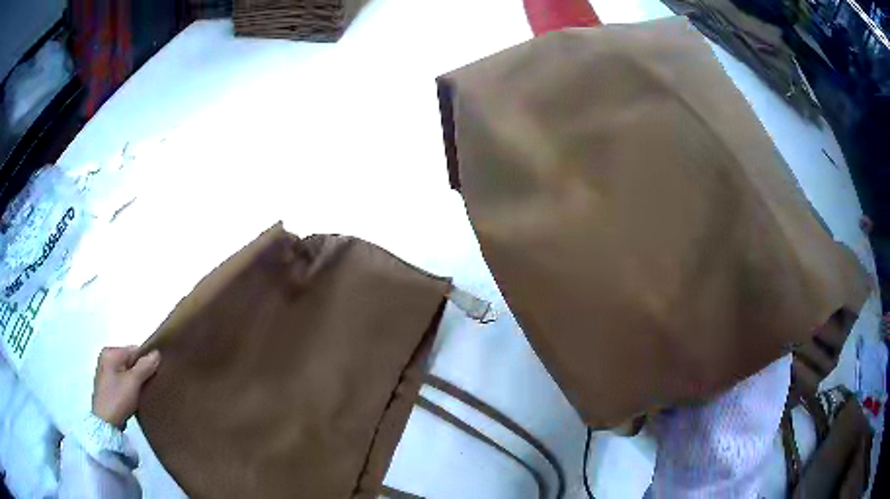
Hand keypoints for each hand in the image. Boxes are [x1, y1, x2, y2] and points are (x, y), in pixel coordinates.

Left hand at [92, 346, 160, 427]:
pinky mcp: (107, 386)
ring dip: (136, 380)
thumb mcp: (133, 382)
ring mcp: (105, 372)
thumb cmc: (117, 399)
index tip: (155, 375)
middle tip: (150, 385)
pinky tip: (134, 397)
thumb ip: (145, 367)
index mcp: (110, 352)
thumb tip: (157, 353)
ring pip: (127, 372)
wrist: (106, 423)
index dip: (146, 362)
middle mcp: (105, 358)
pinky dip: (130, 386)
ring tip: (143, 392)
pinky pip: (122, 380)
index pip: (134, 350)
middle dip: (141, 371)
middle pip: (130, 361)